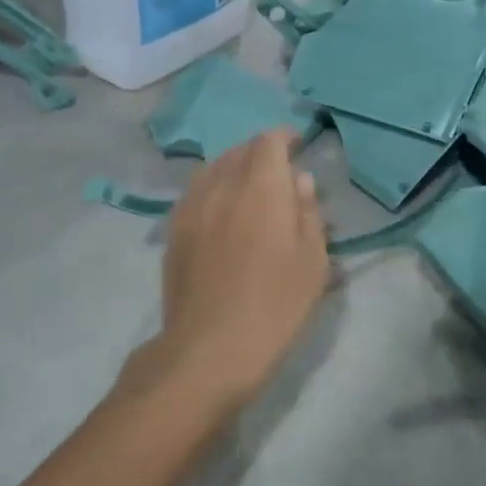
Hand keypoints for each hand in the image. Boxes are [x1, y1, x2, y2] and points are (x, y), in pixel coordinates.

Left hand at [150, 130, 329, 412]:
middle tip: (278, 172)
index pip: (269, 141)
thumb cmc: (275, 305)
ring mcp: (191, 206)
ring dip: (233, 167)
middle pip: (239, 150)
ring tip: (248, 187)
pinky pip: (194, 192)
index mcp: (261, 187)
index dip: (284, 138)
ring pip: (212, 168)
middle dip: (260, 152)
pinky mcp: (173, 230)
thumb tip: (300, 180)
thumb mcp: (312, 261)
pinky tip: (220, 210)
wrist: (210, 347)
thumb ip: (308, 212)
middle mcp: (222, 185)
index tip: (297, 145)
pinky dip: (211, 188)